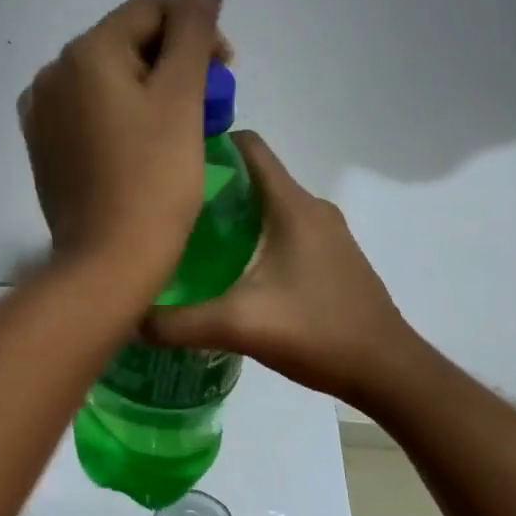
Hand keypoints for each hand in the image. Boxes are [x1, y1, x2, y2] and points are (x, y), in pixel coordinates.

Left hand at [19, 0, 229, 293]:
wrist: (106, 263)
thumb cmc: (154, 180)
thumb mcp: (181, 96)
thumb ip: (195, 25)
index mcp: (84, 51)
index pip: (151, 10)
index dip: (196, 33)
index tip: (226, 74)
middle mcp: (52, 72)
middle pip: (127, 42)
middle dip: (173, 63)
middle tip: (206, 107)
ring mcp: (41, 112)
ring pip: (108, 78)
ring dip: (149, 90)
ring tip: (178, 130)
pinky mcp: (43, 146)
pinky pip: (88, 111)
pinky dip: (120, 116)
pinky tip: (141, 148)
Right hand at [139, 132, 427, 405]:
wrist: (388, 371)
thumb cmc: (317, 332)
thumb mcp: (238, 326)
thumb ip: (177, 323)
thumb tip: (127, 319)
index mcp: (292, 205)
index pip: (249, 146)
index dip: (210, 144)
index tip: (170, 162)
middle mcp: (312, 208)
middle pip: (254, 176)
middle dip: (211, 185)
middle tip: (167, 209)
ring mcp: (327, 233)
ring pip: (269, 205)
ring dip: (233, 213)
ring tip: (189, 239)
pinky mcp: (332, 258)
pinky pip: (285, 229)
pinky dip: (255, 235)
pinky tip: (232, 271)